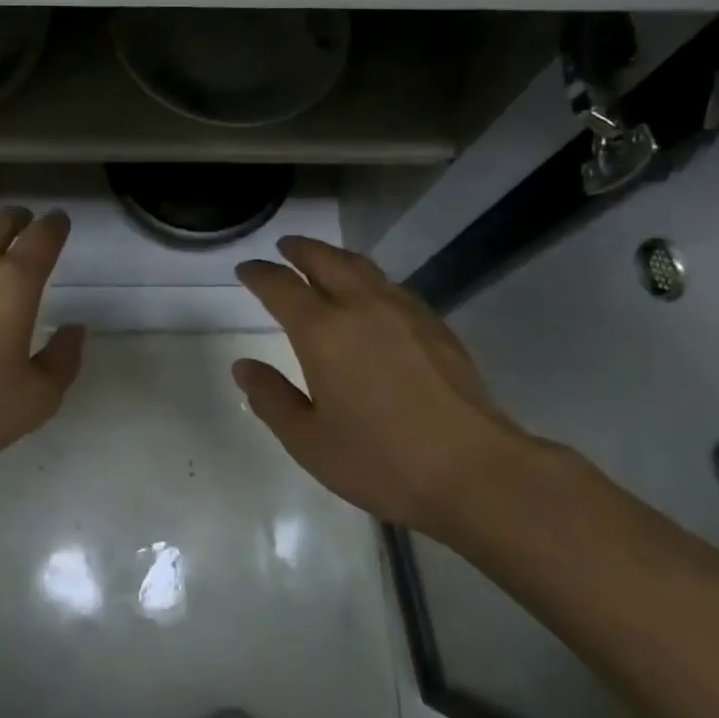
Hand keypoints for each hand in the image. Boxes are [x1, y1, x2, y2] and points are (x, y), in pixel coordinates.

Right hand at [233, 236, 534, 537]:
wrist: (474, 471)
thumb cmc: (381, 460)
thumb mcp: (308, 441)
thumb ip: (271, 398)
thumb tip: (244, 366)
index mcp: (323, 331)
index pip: (281, 286)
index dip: (259, 274)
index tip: (246, 269)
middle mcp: (362, 307)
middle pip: (325, 260)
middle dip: (300, 249)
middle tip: (284, 247)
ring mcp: (404, 311)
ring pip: (363, 267)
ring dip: (335, 258)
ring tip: (323, 261)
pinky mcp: (435, 325)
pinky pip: (391, 286)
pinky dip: (369, 279)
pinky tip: (371, 298)